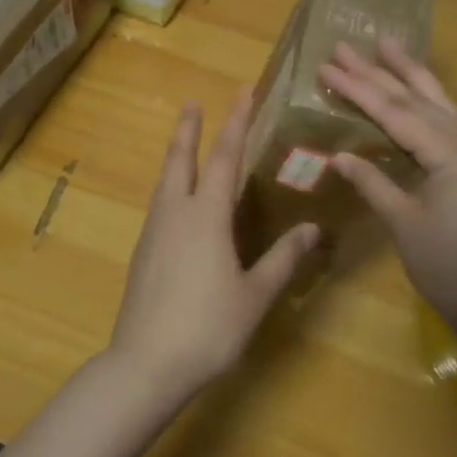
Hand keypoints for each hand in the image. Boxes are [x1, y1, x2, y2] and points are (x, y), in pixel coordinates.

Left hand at [106, 91, 319, 401]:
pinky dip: (171, 186)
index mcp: (206, 216)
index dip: (236, 123)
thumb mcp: (255, 295)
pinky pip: (160, 205)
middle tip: (192, 102)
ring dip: (176, 156)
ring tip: (184, 143)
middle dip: (189, 128)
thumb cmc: (208, 328)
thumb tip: (314, 229)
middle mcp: (175, 213)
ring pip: (165, 181)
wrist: (145, 364)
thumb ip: (283, 259)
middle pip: (181, 159)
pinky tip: (178, 203)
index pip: (223, 157)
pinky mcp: (142, 253)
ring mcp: (154, 232)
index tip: (243, 92)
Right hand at [320, 40, 456, 340]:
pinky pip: (449, 122)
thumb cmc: (450, 270)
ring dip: (409, 75)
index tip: (328, 66)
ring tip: (386, 44)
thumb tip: (339, 155)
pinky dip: (425, 102)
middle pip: (418, 99)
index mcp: (455, 155)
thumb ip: (373, 183)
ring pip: (439, 103)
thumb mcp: (405, 225)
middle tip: (346, 44)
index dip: (359, 90)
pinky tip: (413, 90)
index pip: (396, 114)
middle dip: (380, 71)